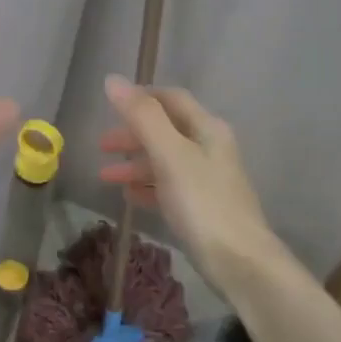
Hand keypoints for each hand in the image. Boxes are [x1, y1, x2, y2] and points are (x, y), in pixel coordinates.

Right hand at [99, 75, 277, 281]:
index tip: (109, 105)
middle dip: (132, 135)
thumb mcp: (169, 155)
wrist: (239, 261)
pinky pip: (169, 187)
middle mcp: (210, 148)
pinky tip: (130, 198)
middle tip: (101, 146)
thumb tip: (113, 80)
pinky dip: (148, 186)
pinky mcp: (203, 208)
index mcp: (207, 129)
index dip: (141, 97)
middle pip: (166, 130)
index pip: (171, 99)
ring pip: (165, 161)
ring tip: (106, 178)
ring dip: (136, 164)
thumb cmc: (203, 203)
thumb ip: (142, 117)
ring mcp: (208, 179)